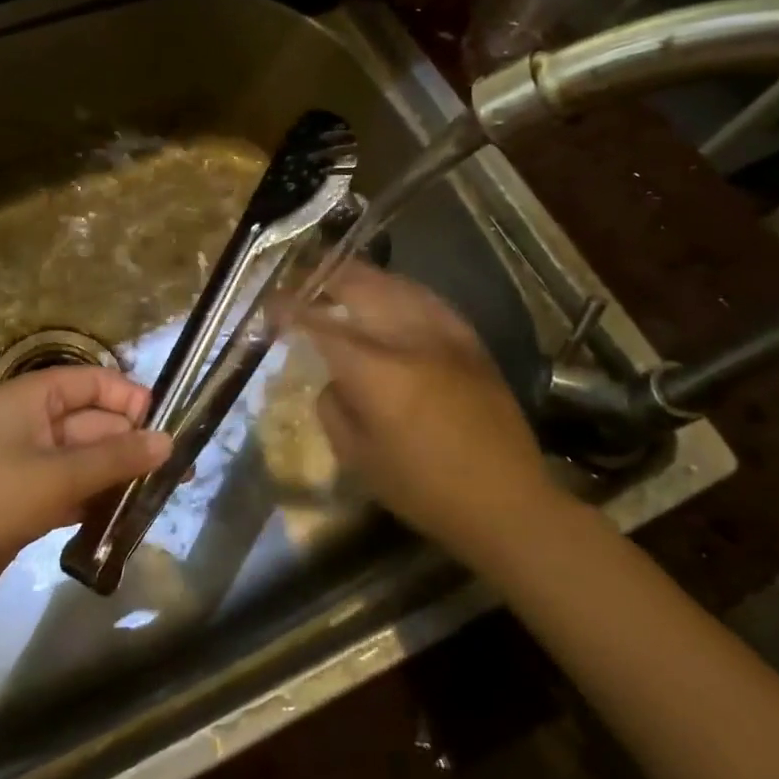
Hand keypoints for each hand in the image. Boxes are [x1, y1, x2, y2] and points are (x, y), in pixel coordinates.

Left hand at [0, 367, 169, 613]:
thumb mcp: (57, 475)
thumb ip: (116, 457)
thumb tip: (168, 441)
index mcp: (33, 397)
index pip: (94, 382)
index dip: (130, 398)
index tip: (167, 426)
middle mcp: (32, 423)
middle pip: (93, 422)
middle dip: (132, 444)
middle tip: (178, 473)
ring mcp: (28, 464)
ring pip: (86, 460)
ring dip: (118, 476)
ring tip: (160, 497)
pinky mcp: (25, 501)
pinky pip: (72, 490)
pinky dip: (96, 501)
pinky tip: (125, 519)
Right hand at [294, 262, 556, 557]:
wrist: (507, 502)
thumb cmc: (424, 489)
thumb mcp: (359, 458)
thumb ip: (334, 408)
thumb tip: (334, 380)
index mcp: (375, 371)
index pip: (320, 324)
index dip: (290, 309)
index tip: (271, 304)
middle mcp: (407, 339)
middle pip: (359, 286)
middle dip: (324, 276)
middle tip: (302, 279)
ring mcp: (443, 335)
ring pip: (395, 284)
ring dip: (360, 277)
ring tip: (339, 278)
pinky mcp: (469, 341)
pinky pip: (427, 299)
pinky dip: (399, 289)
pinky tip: (389, 293)